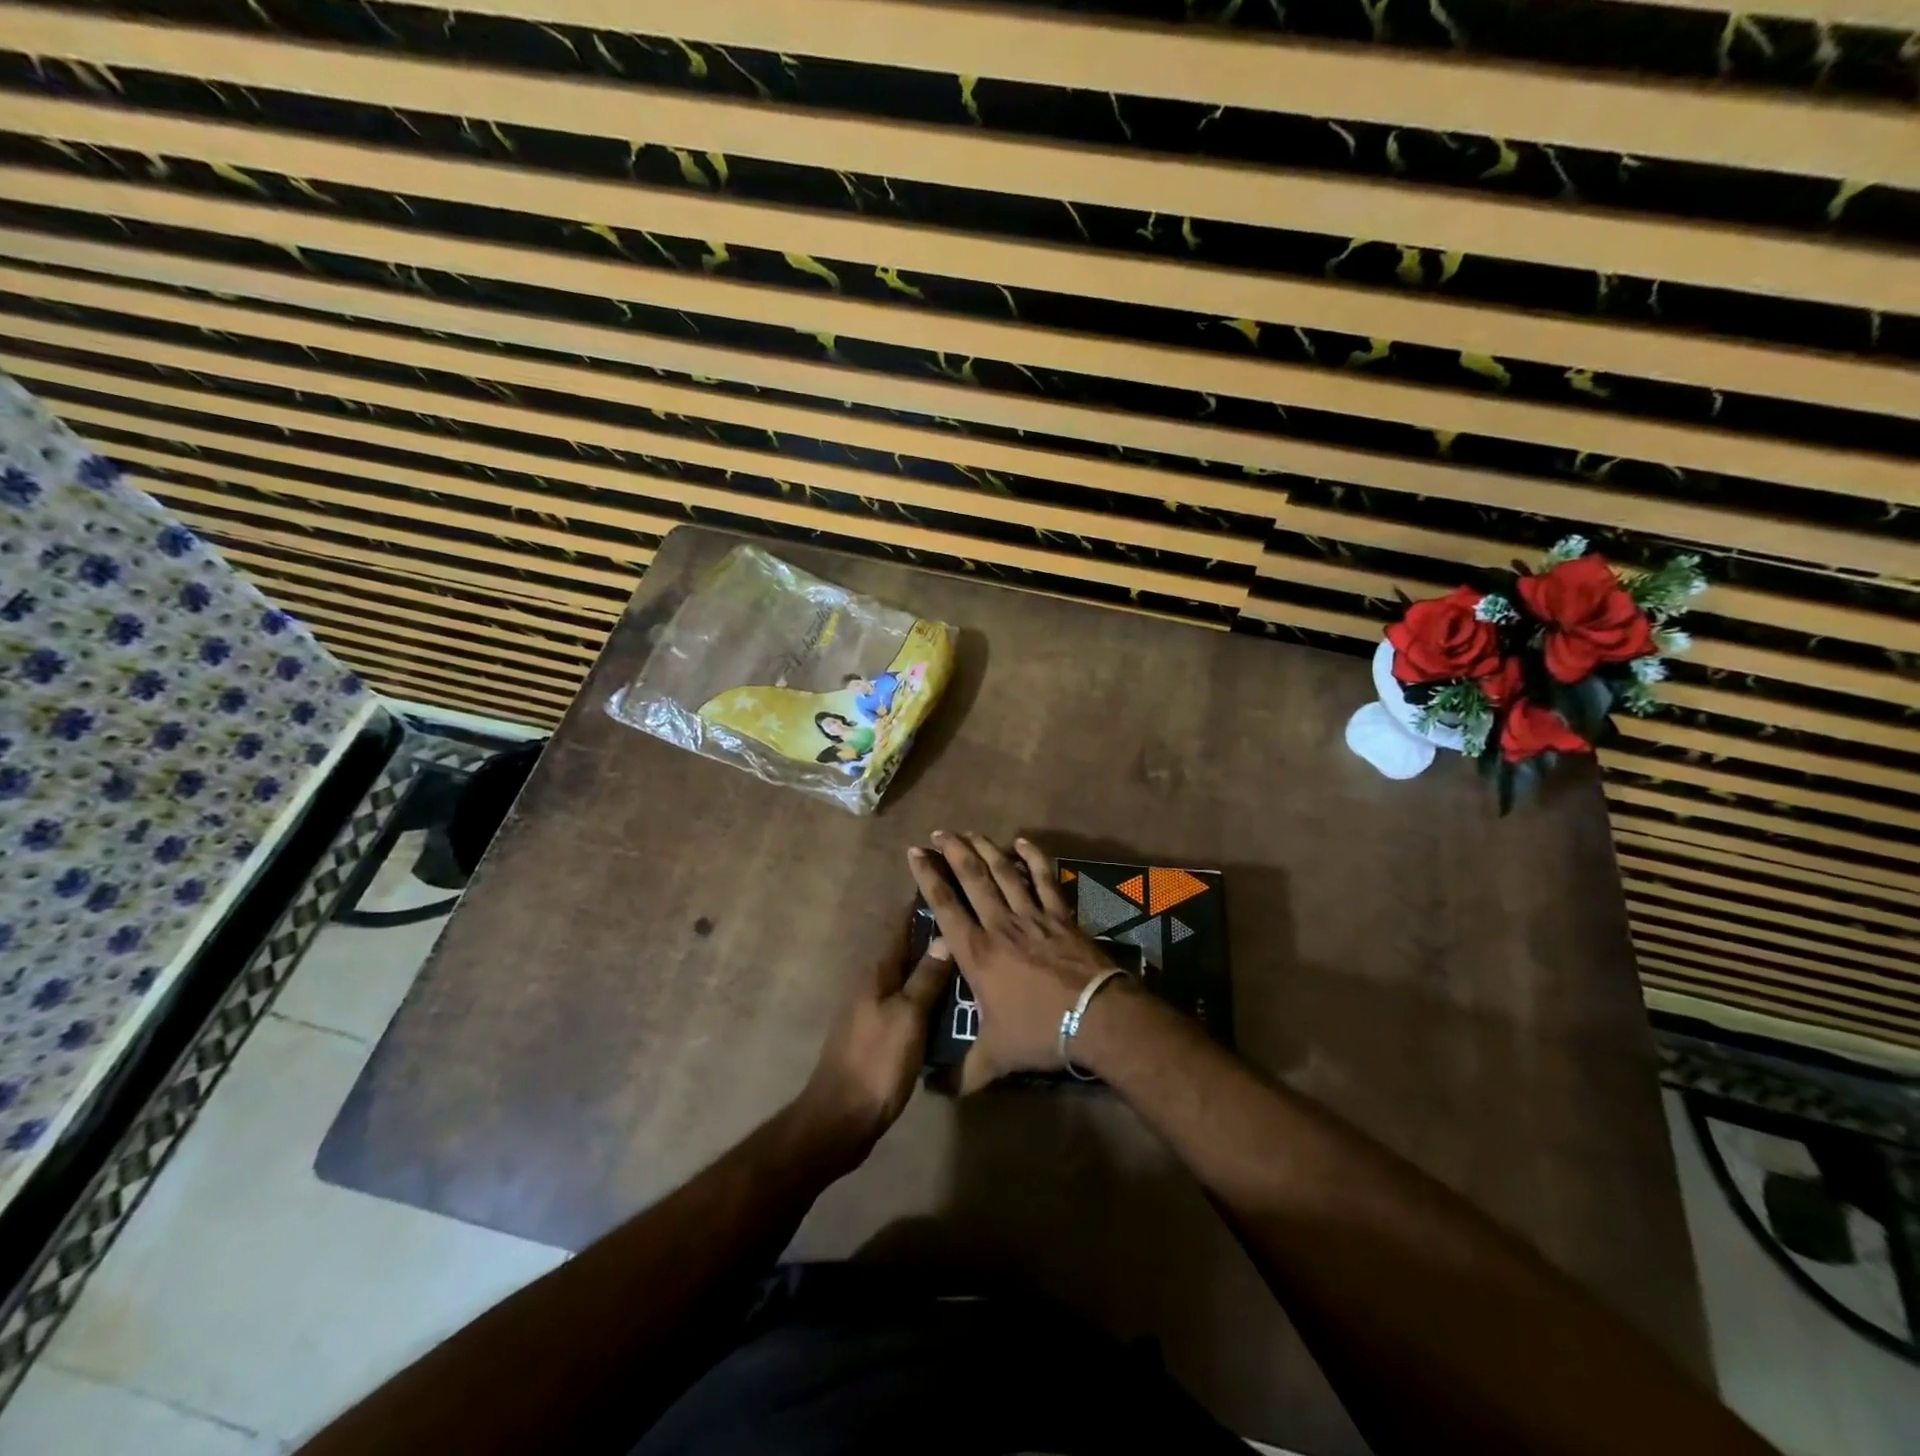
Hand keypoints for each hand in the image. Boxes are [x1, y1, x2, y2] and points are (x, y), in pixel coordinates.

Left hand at [795, 916, 952, 1158]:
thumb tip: (945, 937)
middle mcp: (874, 987)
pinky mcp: (880, 1039)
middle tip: (973, 930)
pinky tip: (953, 1011)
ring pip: (911, 983)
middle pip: (908, 955)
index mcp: (878, 974)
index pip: (901, 930)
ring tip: (972, 968)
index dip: (921, 910)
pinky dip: (930, 1003)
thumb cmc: (876, 1061)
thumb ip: (926, 978)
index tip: (945, 887)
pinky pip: (910, 1009)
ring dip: (935, 974)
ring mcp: (875, 1013)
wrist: (840, 1119)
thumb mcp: (908, 1016)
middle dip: (935, 941)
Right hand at [907, 832, 1122, 1091]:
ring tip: (970, 832)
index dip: (928, 876)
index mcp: (976, 953)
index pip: (945, 906)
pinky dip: (1033, 858)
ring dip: (986, 849)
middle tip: (939, 833)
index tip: (915, 853)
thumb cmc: (1039, 1032)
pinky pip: (1045, 879)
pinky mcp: (1060, 915)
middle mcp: (999, 925)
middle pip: (972, 878)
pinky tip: (1024, 842)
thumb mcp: (996, 1057)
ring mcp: (1032, 916)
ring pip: (1004, 872)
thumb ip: (964, 1072)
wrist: (1095, 1017)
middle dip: (953, 851)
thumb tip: (935, 1093)